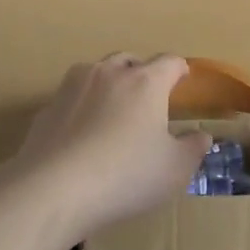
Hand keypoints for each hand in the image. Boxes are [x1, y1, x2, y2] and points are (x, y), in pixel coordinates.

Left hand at [3, 54, 211, 241]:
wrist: (53, 189)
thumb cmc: (126, 175)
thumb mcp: (174, 170)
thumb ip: (193, 148)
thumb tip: (201, 135)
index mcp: (146, 82)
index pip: (170, 62)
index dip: (180, 69)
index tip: (183, 79)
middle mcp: (109, 74)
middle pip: (130, 61)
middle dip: (142, 73)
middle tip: (149, 97)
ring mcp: (73, 87)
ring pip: (97, 73)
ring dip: (109, 84)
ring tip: (114, 110)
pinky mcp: (47, 107)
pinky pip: (72, 99)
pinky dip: (82, 108)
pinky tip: (83, 135)